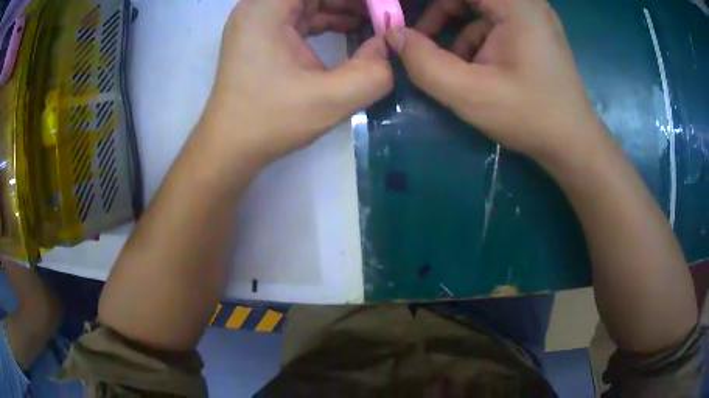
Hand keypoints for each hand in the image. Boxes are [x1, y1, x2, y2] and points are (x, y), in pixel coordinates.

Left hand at [207, 0, 392, 163]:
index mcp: (266, 9)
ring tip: (373, 21)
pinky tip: (350, 29)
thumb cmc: (269, 121)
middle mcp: (258, 7)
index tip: (381, 7)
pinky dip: (325, 19)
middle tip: (381, 14)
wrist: (230, 146)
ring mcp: (257, 21)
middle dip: (349, 1)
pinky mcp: (261, 35)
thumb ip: (372, 74)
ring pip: (307, 1)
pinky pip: (299, 15)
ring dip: (341, 7)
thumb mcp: (329, 100)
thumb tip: (388, 47)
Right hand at [386, 0, 599, 161]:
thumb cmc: (529, 116)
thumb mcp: (469, 93)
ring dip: (455, 26)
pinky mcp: (534, 32)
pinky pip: (493, 21)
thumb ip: (424, 62)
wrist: (572, 143)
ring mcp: (532, 17)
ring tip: (448, 60)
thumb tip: (393, 35)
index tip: (406, 18)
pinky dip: (475, 37)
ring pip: (479, 6)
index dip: (431, 4)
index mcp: (516, 5)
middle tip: (421, 37)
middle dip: (440, 12)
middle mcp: (526, 2)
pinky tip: (473, 66)